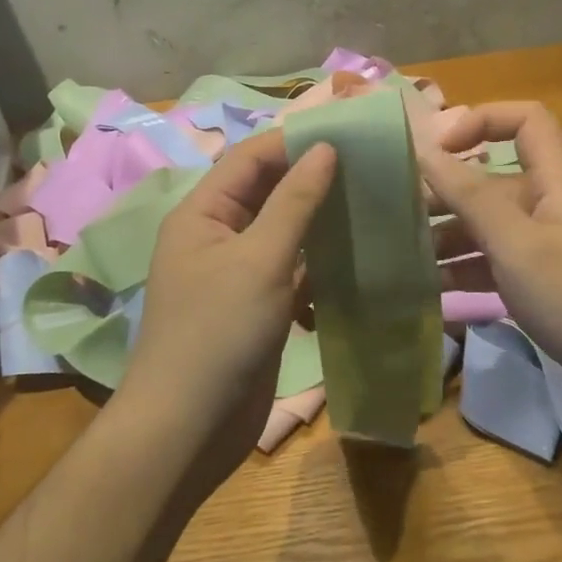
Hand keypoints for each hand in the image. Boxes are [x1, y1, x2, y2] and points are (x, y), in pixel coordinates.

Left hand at [119, 131, 335, 492]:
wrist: (189, 428)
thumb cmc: (218, 333)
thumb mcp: (259, 260)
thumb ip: (295, 202)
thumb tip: (325, 147)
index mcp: (203, 213)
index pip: (251, 158)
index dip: (296, 141)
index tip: (350, 133)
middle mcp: (217, 235)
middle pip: (268, 191)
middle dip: (313, 178)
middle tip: (371, 167)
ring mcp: (237, 273)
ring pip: (284, 231)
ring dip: (321, 220)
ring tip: (373, 203)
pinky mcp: (257, 306)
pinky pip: (292, 269)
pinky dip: (320, 262)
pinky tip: (358, 256)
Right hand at [424, 103, 561, 407]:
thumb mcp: (518, 244)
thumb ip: (470, 196)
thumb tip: (424, 148)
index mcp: (553, 184)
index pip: (526, 121)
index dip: (482, 120)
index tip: (436, 150)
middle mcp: (548, 208)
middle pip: (492, 181)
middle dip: (445, 193)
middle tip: (395, 217)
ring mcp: (545, 251)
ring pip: (487, 229)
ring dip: (447, 238)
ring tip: (403, 259)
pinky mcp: (542, 288)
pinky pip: (494, 267)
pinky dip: (464, 274)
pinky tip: (430, 295)